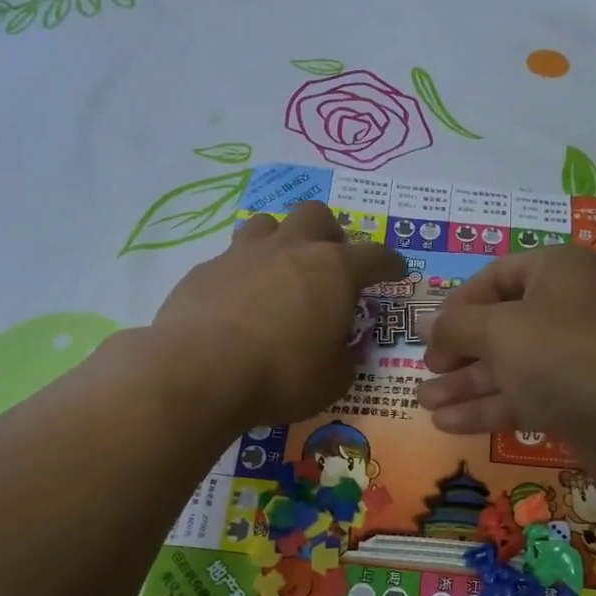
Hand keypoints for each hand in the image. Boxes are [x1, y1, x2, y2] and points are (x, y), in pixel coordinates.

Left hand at [151, 201, 406, 427]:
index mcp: (333, 270)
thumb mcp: (332, 379)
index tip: (396, 272)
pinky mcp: (205, 269)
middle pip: (316, 215)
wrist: (199, 371)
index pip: (375, 256)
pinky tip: (237, 303)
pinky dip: (242, 273)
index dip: (390, 264)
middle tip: (331, 262)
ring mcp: (244, 254)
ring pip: (268, 223)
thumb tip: (342, 349)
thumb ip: (344, 357)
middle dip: (330, 233)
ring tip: (280, 272)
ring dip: (281, 241)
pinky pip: (231, 258)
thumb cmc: (282, 375)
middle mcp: (291, 249)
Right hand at [418, 245, 595, 488]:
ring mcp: (573, 357)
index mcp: (556, 271)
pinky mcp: (577, 400)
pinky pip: (524, 396)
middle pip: (500, 324)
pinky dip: (488, 408)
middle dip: (458, 351)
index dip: (458, 303)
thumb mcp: (501, 332)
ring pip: (509, 365)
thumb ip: (456, 327)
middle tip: (425, 371)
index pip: (496, 276)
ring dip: (465, 384)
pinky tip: (449, 425)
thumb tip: (424, 322)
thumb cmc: (566, 356)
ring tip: (423, 403)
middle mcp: (567, 308)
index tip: (427, 332)